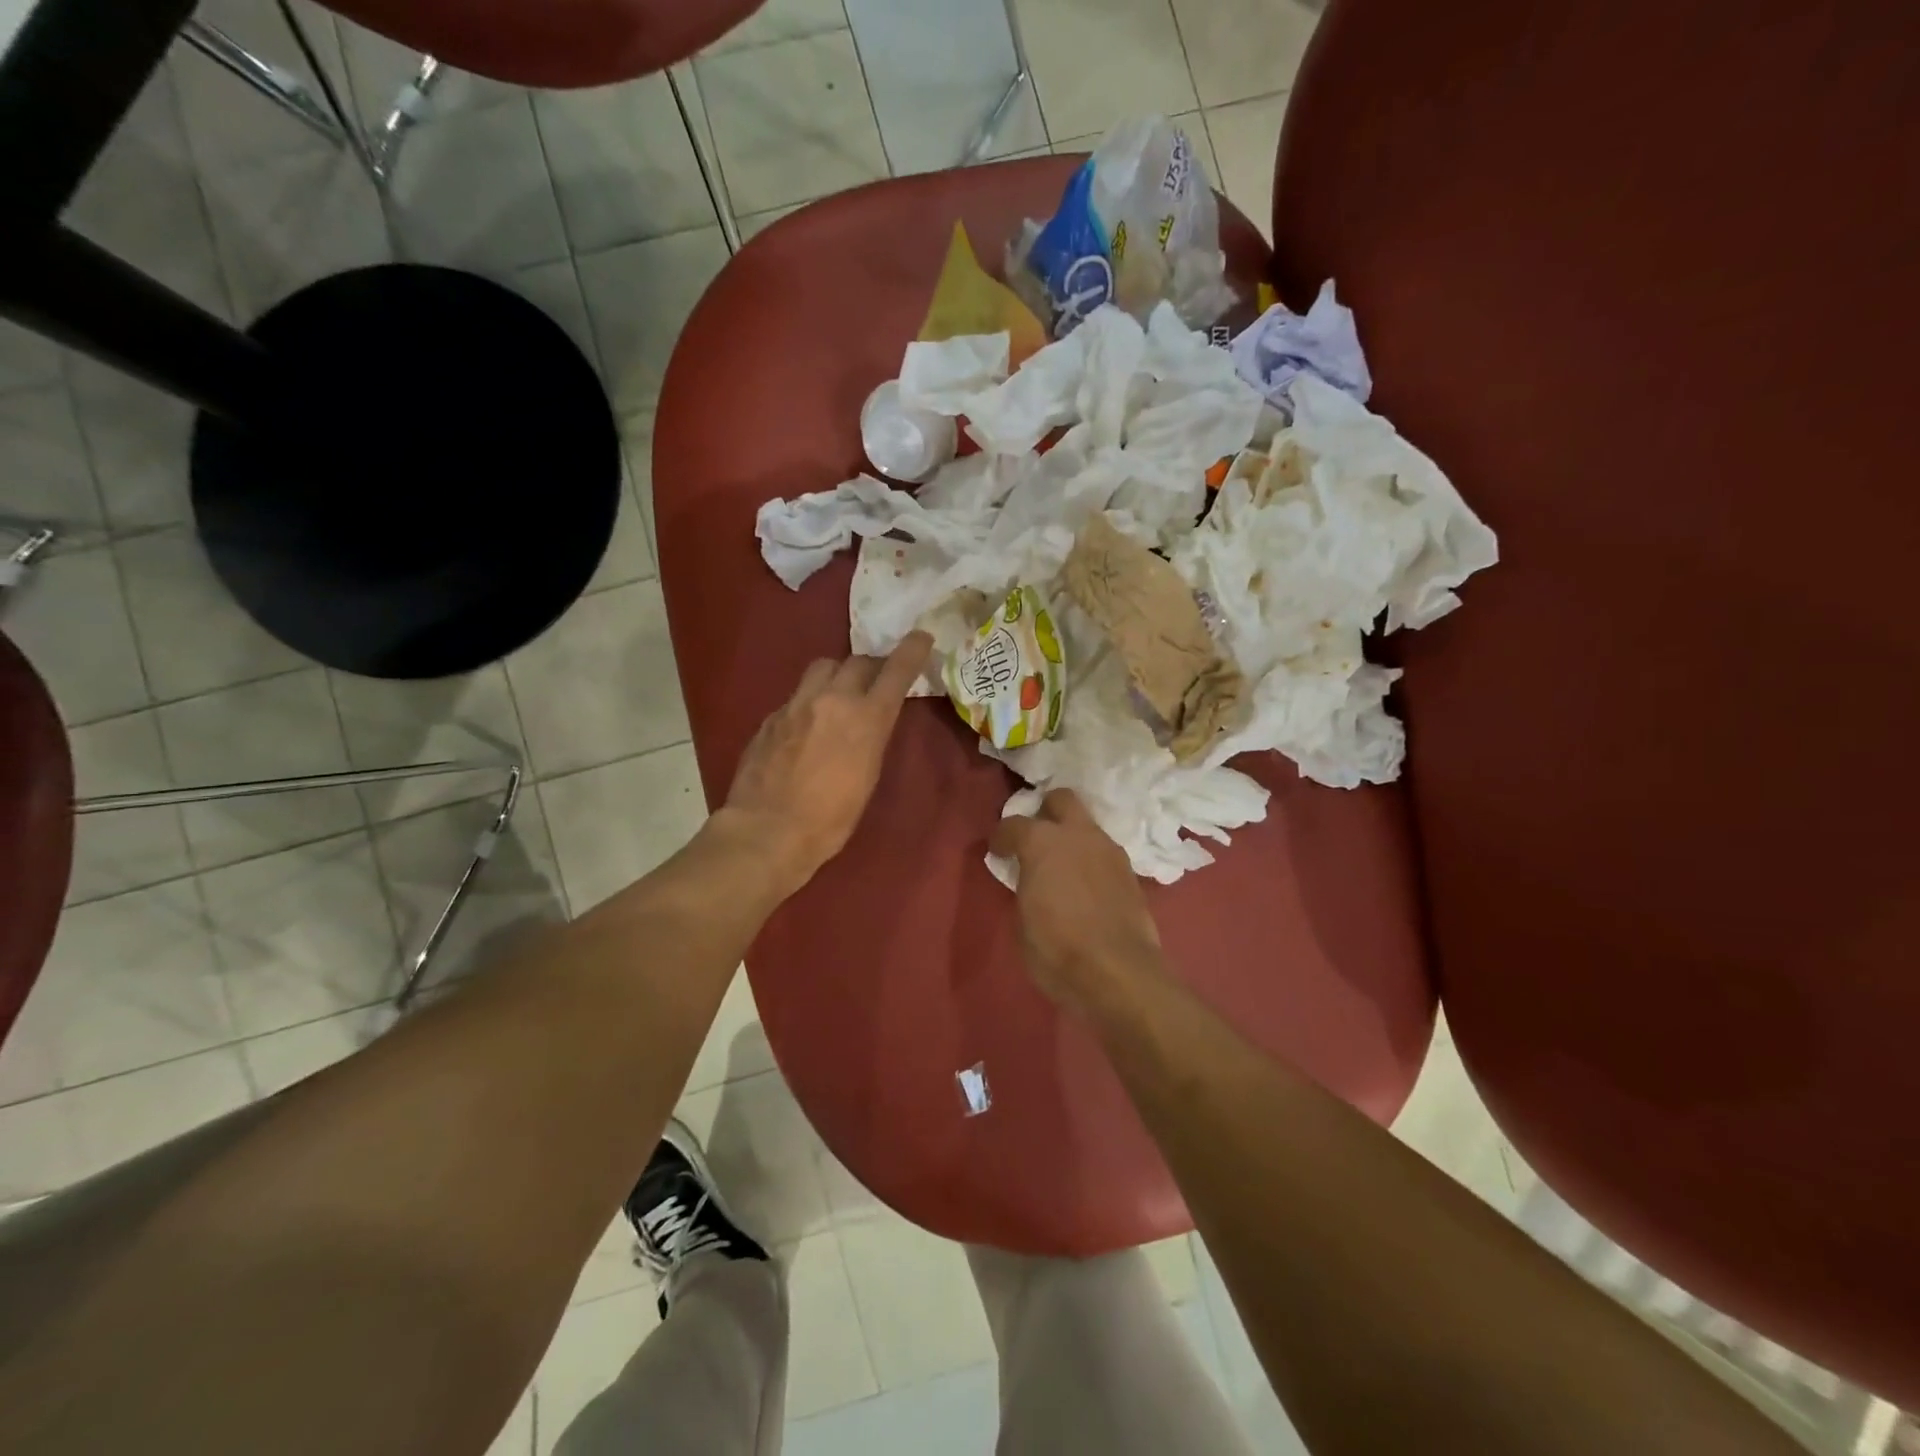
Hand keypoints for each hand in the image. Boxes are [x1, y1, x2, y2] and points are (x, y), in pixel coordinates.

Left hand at [720, 632, 932, 894]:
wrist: (768, 831)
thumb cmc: (830, 819)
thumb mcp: (868, 777)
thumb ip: (871, 738)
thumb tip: (869, 722)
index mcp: (866, 718)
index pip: (895, 671)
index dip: (911, 651)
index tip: (921, 636)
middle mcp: (832, 700)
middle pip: (856, 662)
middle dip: (871, 667)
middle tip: (876, 680)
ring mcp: (796, 704)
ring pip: (822, 668)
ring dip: (837, 675)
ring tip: (838, 695)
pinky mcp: (771, 717)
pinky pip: (797, 695)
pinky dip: (809, 701)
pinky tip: (806, 726)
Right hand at [989, 789, 1163, 1008]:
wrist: (1119, 974)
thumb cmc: (1057, 949)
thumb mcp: (1022, 920)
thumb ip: (1024, 887)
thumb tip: (1029, 880)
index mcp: (1042, 842)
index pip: (1013, 824)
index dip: (1001, 838)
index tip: (998, 852)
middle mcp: (1078, 834)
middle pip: (1061, 799)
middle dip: (1046, 811)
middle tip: (1036, 838)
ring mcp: (1109, 850)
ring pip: (1087, 825)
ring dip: (1072, 837)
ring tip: (1063, 865)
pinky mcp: (1130, 872)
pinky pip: (1104, 853)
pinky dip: (1091, 860)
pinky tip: (1085, 885)